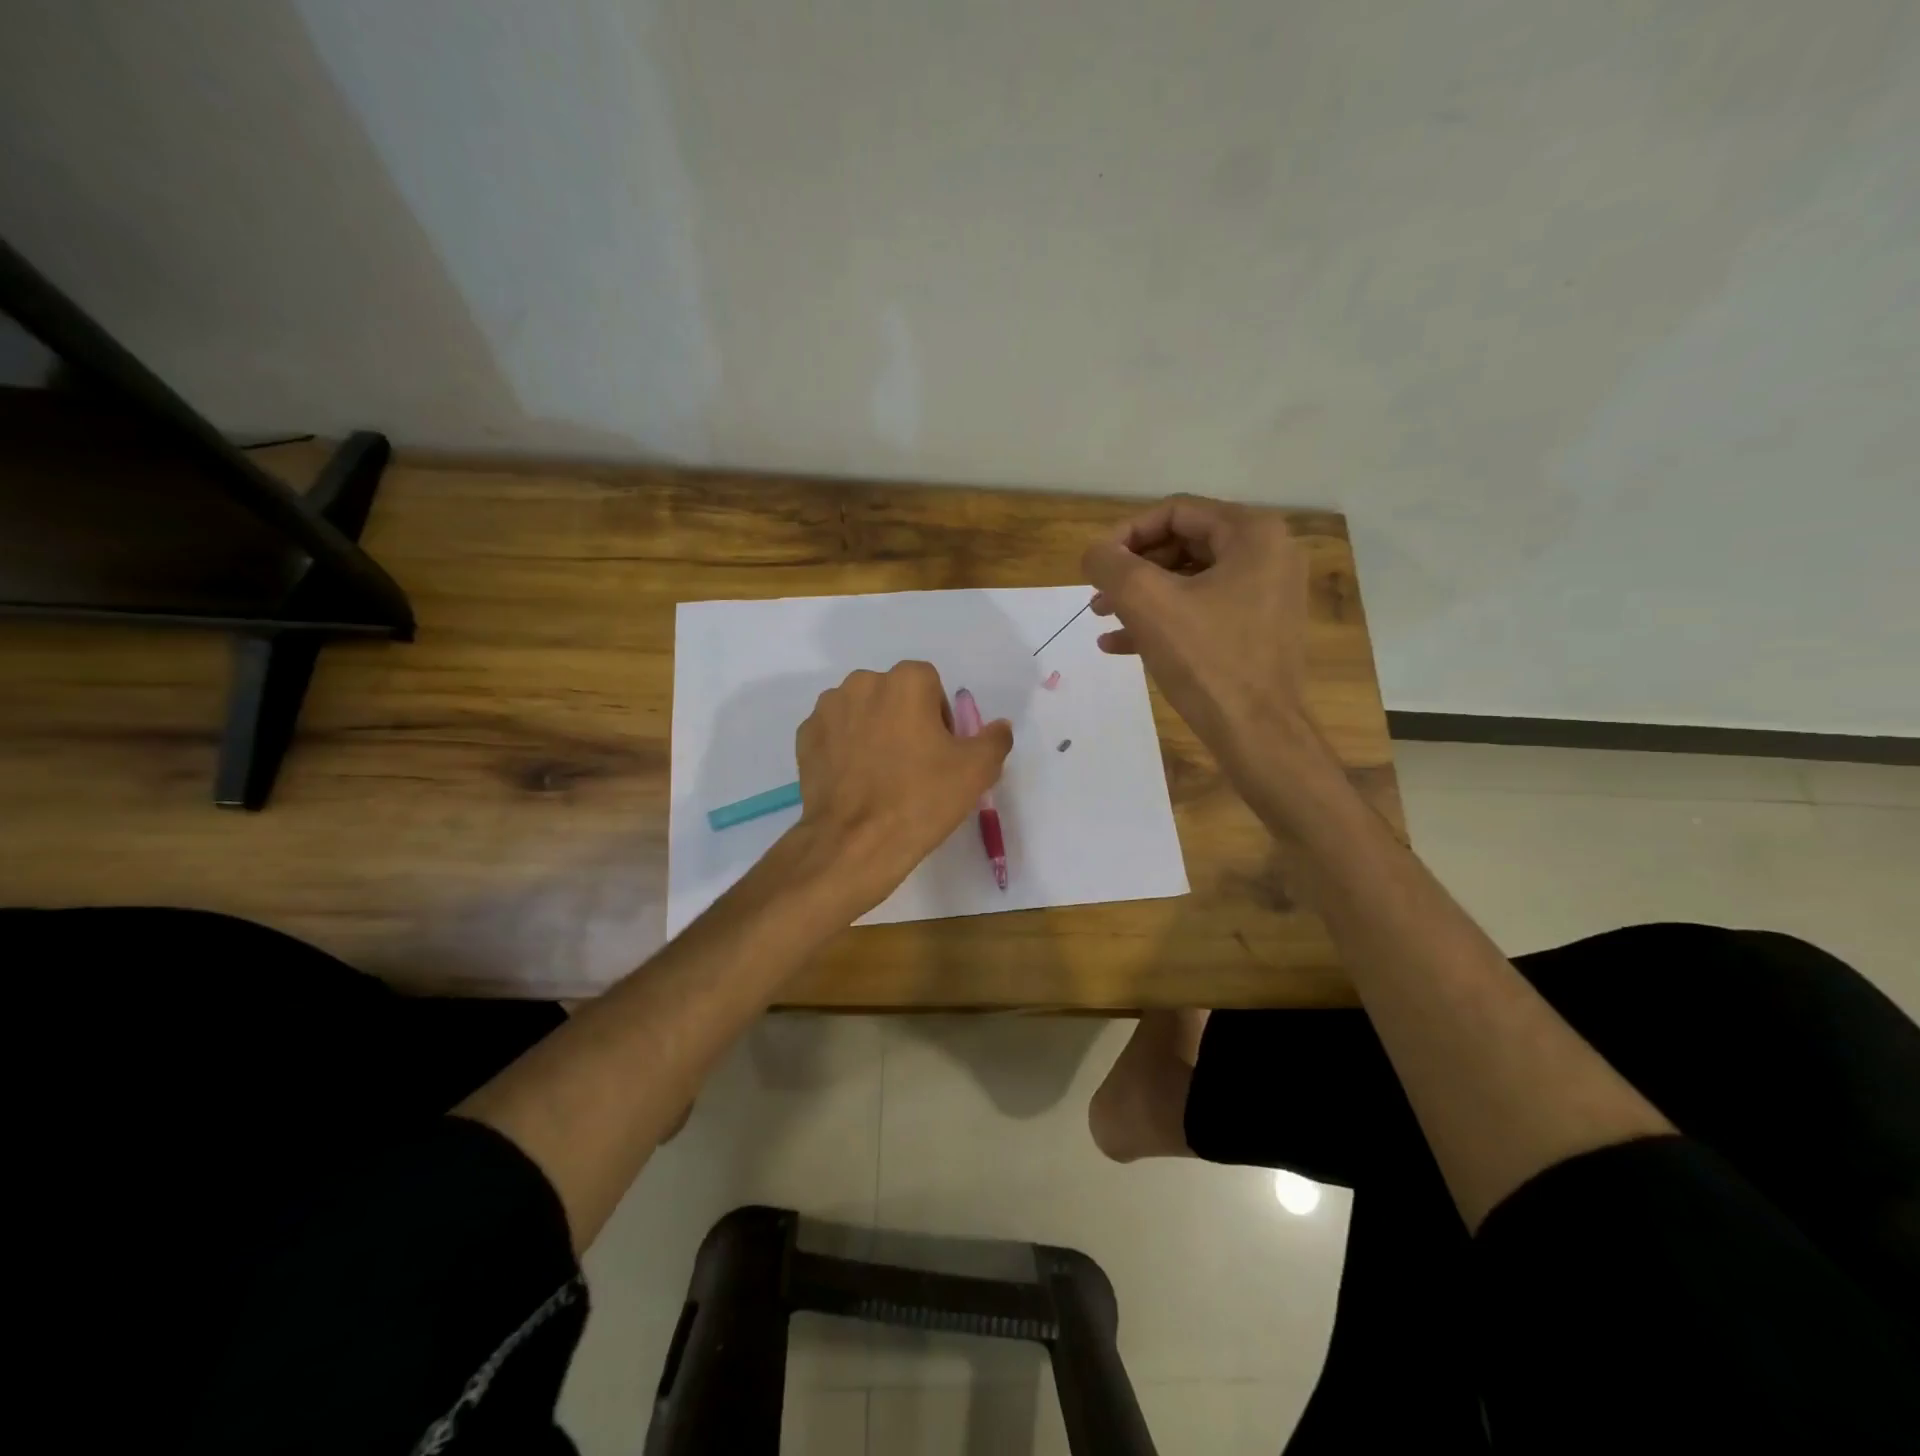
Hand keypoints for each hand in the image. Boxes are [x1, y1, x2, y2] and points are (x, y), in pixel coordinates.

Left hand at [792, 661, 1012, 916]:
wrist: (853, 842)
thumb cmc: (920, 799)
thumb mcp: (976, 771)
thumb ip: (995, 739)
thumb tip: (999, 726)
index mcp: (906, 681)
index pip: (931, 685)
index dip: (940, 717)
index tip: (941, 752)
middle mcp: (862, 682)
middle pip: (894, 694)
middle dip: (905, 719)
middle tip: (914, 765)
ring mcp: (827, 708)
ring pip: (862, 711)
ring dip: (874, 730)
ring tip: (881, 774)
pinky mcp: (805, 736)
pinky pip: (835, 733)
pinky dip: (845, 748)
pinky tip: (855, 781)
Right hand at [1081, 495, 1312, 758]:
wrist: (1258, 735)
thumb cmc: (1207, 661)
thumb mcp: (1148, 603)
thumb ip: (1111, 565)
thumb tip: (1094, 553)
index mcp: (1253, 534)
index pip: (1175, 512)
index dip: (1126, 534)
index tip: (1095, 565)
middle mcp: (1268, 555)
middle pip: (1182, 545)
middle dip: (1133, 570)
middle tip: (1097, 595)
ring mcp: (1267, 595)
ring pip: (1189, 581)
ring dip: (1141, 597)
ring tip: (1102, 618)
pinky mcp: (1259, 630)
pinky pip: (1203, 611)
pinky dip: (1163, 621)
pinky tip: (1120, 645)